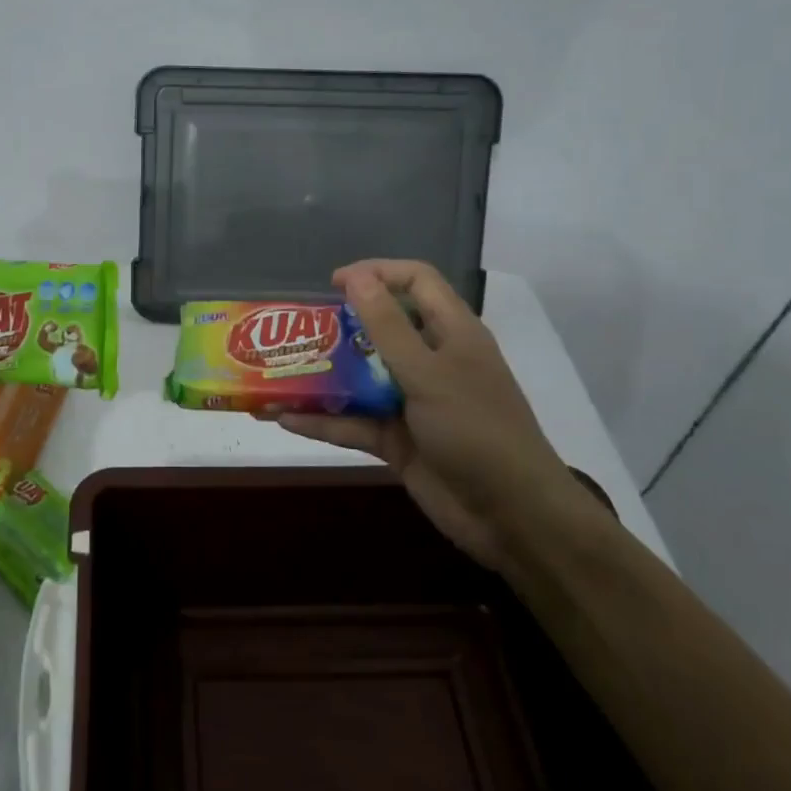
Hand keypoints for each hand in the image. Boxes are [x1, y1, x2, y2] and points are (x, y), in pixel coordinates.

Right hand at [272, 259, 588, 571]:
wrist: (512, 518)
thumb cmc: (476, 430)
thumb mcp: (429, 373)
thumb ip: (388, 326)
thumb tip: (356, 276)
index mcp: (451, 333)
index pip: (416, 282)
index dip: (377, 273)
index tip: (333, 283)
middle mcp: (431, 361)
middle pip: (380, 329)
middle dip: (338, 326)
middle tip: (297, 329)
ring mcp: (413, 402)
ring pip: (360, 379)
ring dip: (322, 377)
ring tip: (277, 372)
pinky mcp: (398, 440)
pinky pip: (354, 423)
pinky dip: (323, 422)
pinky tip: (284, 419)